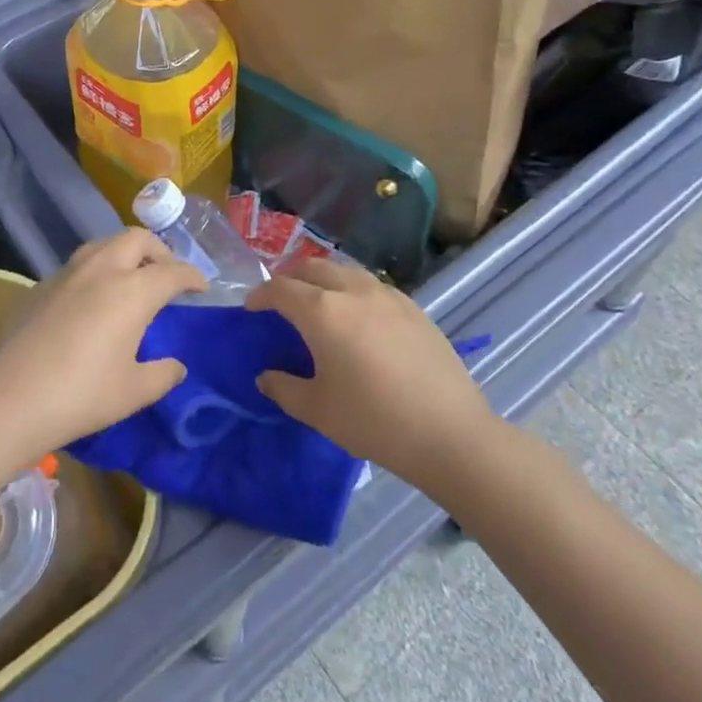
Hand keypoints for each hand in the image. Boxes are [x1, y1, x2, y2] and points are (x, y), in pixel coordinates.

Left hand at [0, 229, 201, 457]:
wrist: (8, 397)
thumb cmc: (80, 395)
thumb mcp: (132, 392)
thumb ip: (162, 375)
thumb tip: (177, 366)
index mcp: (132, 291)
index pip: (172, 271)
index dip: (192, 276)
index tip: (201, 287)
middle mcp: (102, 270)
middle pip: (137, 239)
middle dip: (159, 251)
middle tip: (166, 274)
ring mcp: (67, 273)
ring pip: (103, 244)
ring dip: (124, 253)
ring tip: (130, 278)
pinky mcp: (41, 285)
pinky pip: (78, 265)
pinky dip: (96, 270)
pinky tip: (90, 299)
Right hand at [247, 260, 496, 486]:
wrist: (450, 434)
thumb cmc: (374, 422)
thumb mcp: (318, 411)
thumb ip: (284, 388)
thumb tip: (265, 377)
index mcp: (322, 311)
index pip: (280, 289)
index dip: (260, 295)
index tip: (251, 308)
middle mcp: (351, 291)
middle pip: (311, 267)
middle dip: (289, 278)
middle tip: (281, 300)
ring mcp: (386, 294)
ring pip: (344, 270)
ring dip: (322, 278)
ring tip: (318, 301)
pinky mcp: (412, 306)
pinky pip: (371, 284)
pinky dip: (352, 288)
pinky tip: (358, 315)